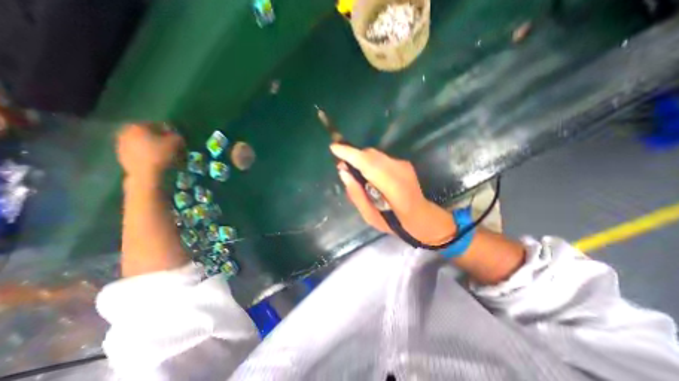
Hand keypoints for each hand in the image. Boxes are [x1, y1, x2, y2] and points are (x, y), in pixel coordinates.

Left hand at [116, 122, 183, 180]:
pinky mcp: (122, 157)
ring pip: (142, 143)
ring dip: (153, 147)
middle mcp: (125, 132)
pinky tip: (157, 161)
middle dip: (160, 139)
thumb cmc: (161, 155)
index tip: (178, 138)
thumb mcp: (176, 142)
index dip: (170, 131)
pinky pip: (138, 152)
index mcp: (137, 126)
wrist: (146, 174)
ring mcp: (121, 145)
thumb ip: (177, 136)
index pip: (157, 125)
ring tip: (166, 155)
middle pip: (148, 134)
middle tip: (172, 146)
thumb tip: (175, 136)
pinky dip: (147, 154)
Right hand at [329, 144, 454, 244]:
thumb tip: (343, 173)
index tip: (334, 148)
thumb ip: (356, 194)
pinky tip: (368, 174)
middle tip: (342, 166)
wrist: (420, 216)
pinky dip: (369, 162)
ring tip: (353, 171)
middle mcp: (399, 171)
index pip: (368, 164)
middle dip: (353, 156)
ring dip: (361, 159)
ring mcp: (403, 165)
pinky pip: (380, 158)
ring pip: (375, 154)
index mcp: (392, 187)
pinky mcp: (404, 163)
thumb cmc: (393, 222)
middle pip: (370, 155)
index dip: (350, 154)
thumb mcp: (369, 216)